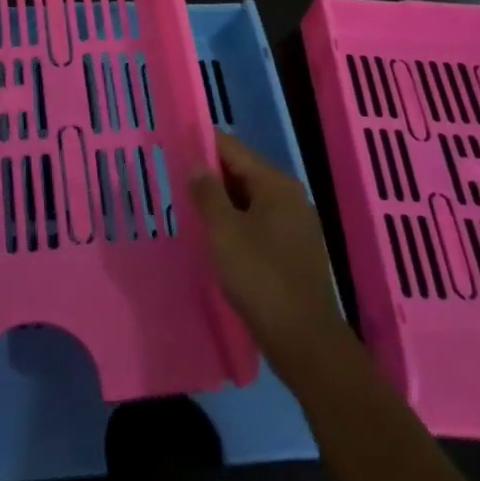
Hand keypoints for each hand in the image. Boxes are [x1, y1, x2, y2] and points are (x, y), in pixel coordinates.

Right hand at [190, 130, 348, 380]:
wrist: (304, 338)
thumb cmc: (260, 276)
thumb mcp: (224, 231)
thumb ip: (207, 193)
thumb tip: (198, 164)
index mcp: (275, 184)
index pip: (233, 149)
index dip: (203, 143)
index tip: (175, 142)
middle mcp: (290, 196)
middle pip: (243, 172)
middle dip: (211, 174)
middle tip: (175, 176)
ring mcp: (296, 224)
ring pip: (251, 199)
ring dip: (222, 201)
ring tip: (189, 205)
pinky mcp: (294, 250)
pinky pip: (259, 222)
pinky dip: (237, 222)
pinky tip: (216, 236)